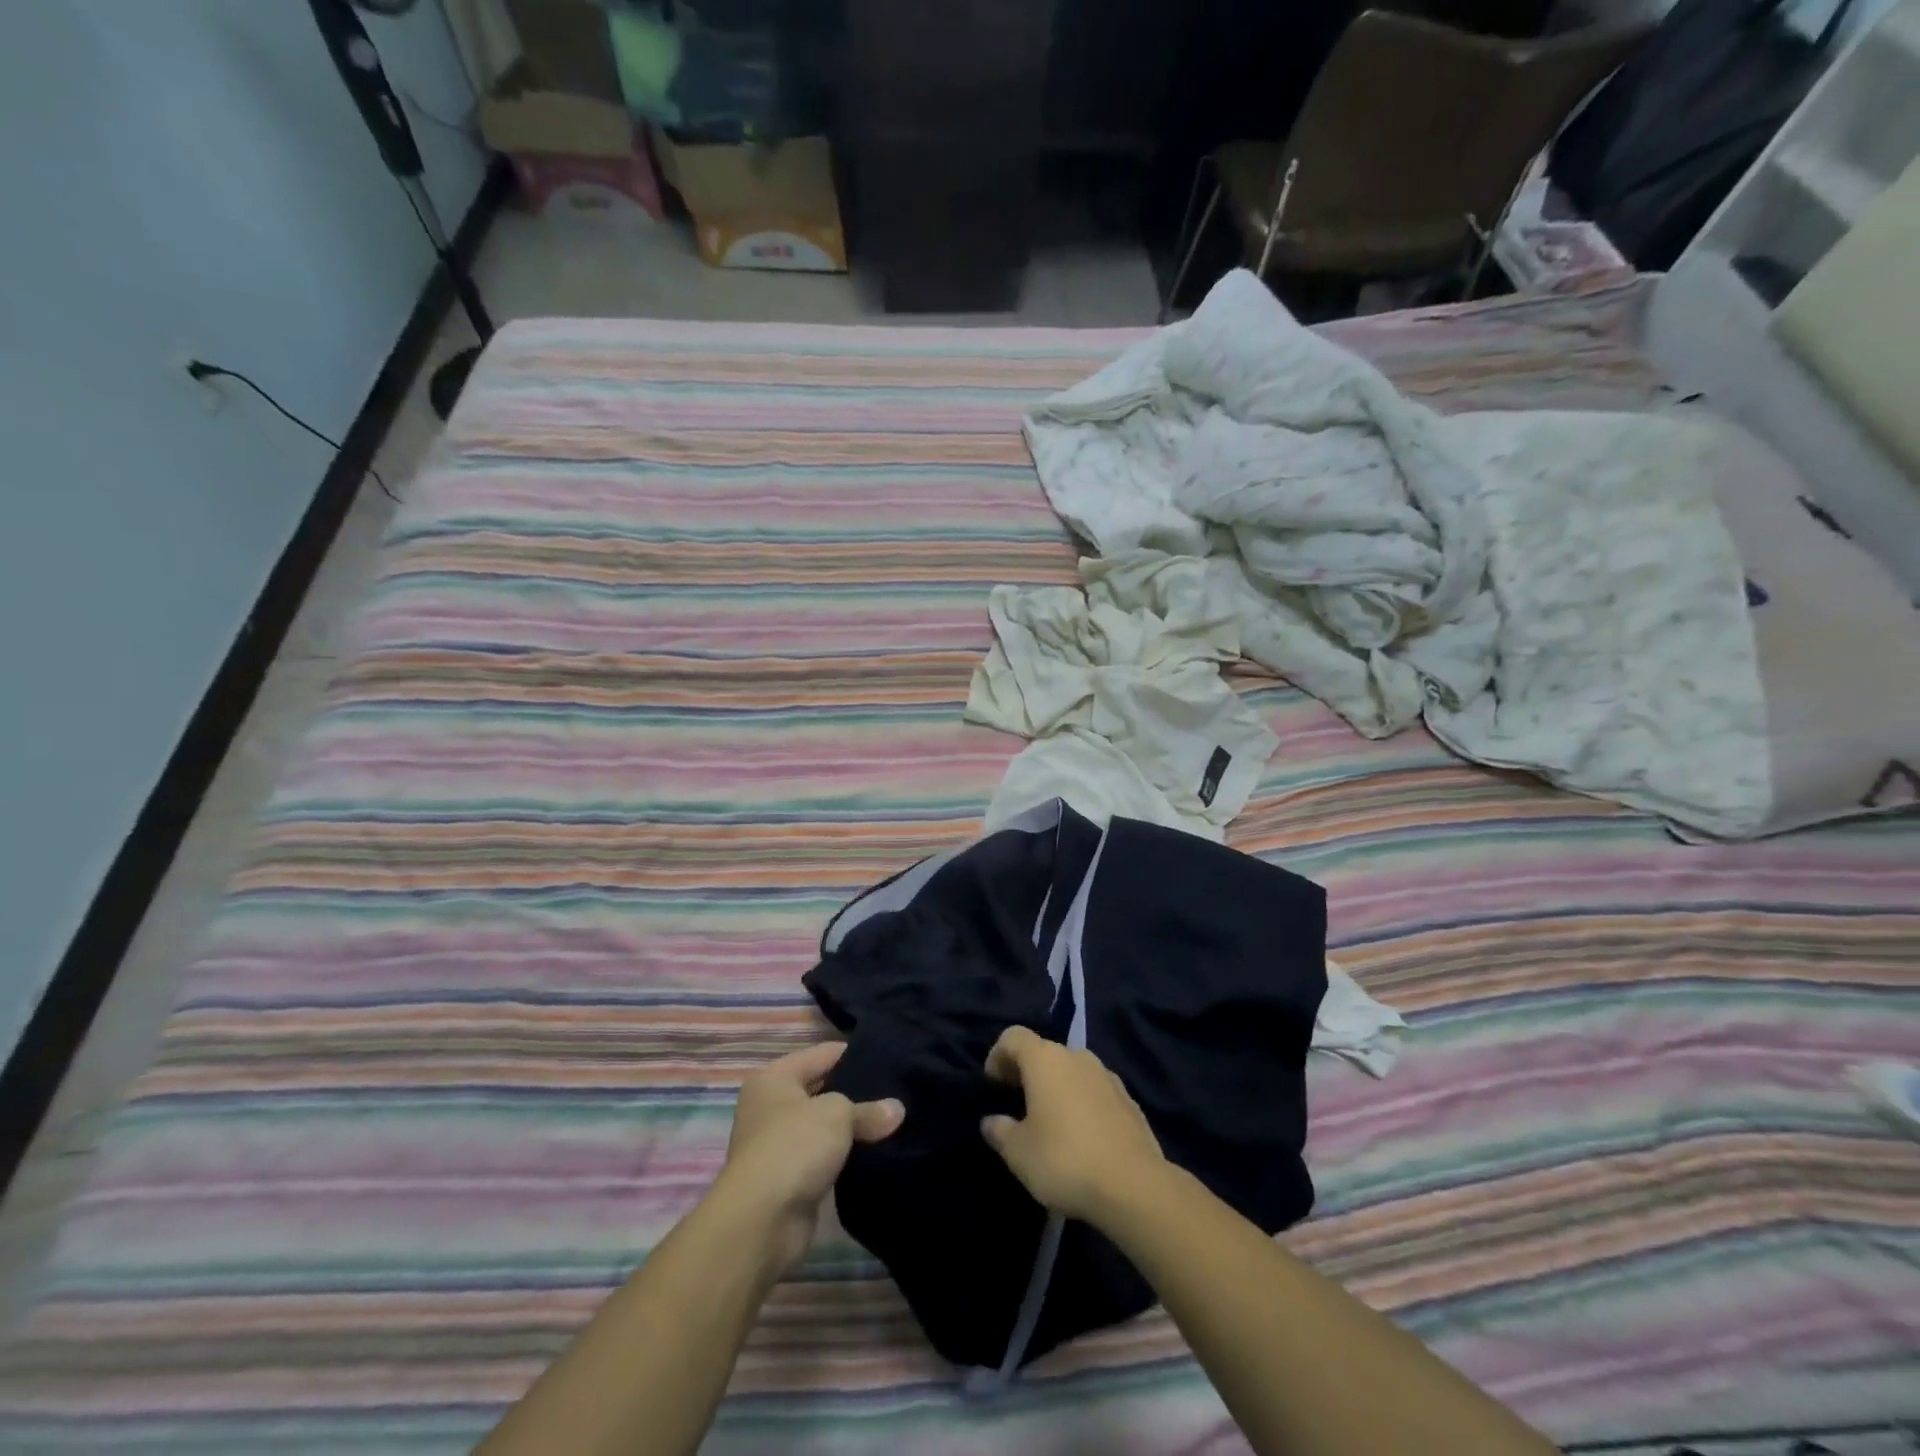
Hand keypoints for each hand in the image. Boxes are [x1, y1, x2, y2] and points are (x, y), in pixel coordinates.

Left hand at [715, 1042, 903, 1271]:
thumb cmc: (794, 1146)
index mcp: (774, 1079)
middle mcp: (770, 1107)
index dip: (854, 1053)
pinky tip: (876, 1153)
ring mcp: (777, 1145)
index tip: (889, 1057)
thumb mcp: (838, 1114)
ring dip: (851, 1129)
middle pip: (822, 1089)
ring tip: (893, 1121)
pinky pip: (823, 1156)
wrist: (762, 1221)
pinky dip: (844, 1156)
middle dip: (856, 1092)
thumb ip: (868, 1109)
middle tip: (896, 1090)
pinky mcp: (788, 1179)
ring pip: (824, 1126)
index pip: (821, 1054)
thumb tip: (897, 1110)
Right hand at [979, 1026, 1166, 1224]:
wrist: (1134, 1185)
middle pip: (1044, 1052)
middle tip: (1017, 1102)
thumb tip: (991, 1121)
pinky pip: (1095, 1090)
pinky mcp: (1129, 1099)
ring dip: (1057, 1086)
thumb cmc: (1065, 1160)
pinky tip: (1082, 1135)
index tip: (993, 1084)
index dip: (998, 1055)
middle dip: (1027, 1072)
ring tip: (1050, 1120)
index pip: (1013, 1037)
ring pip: (1072, 1070)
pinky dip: (1082, 1101)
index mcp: (1045, 1060)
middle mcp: (1076, 1057)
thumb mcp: (1019, 1153)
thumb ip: (1000, 1131)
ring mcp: (1107, 1076)